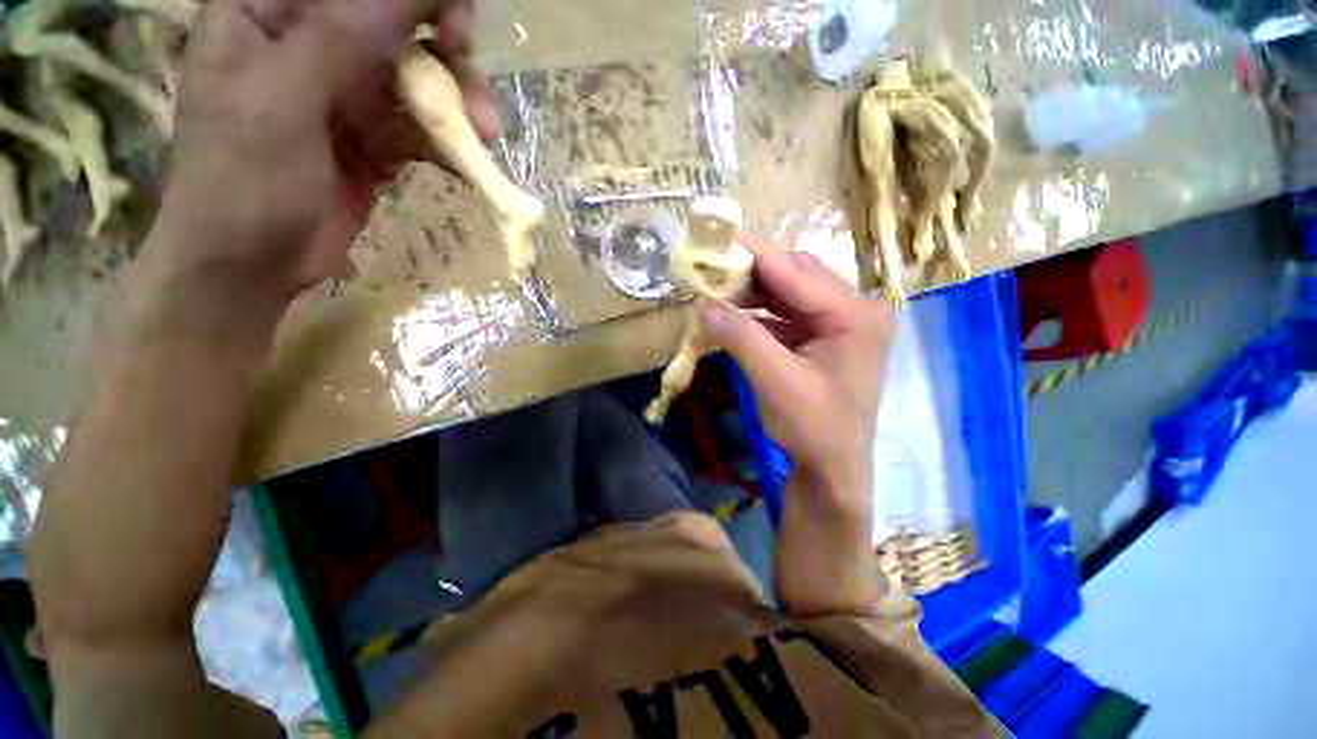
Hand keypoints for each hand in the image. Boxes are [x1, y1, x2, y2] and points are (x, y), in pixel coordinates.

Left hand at [141, 0, 496, 318]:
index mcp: (272, 12)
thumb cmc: (243, 178)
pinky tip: (469, 166)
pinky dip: (450, 146)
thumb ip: (346, 32)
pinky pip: (422, 131)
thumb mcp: (286, 93)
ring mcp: (346, 95)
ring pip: (419, 80)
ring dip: (458, 106)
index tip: (454, 29)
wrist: (250, 265)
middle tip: (475, 91)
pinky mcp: (374, 142)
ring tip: (484, 137)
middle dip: (446, 53)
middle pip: (397, 25)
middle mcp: (312, 43)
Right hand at [700, 237, 892, 495]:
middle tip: (713, 272)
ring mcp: (841, 323)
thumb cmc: (812, 428)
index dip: (753, 255)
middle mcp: (855, 309)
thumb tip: (702, 304)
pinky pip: (788, 313)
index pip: (796, 271)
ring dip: (754, 292)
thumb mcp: (774, 380)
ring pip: (790, 292)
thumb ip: (740, 336)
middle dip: (752, 273)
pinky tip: (735, 315)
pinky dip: (760, 313)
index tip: (716, 240)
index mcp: (854, 315)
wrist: (832, 469)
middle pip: (796, 274)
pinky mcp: (825, 337)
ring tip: (719, 292)